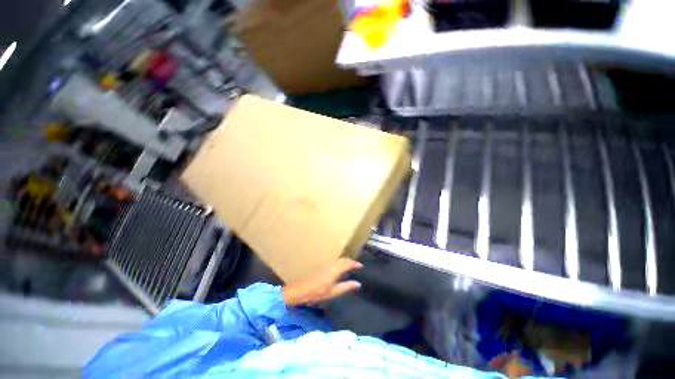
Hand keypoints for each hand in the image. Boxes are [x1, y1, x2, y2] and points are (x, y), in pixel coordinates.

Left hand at [283, 258, 362, 306]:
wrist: (302, 290)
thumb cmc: (319, 292)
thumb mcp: (334, 292)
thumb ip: (346, 287)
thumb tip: (358, 283)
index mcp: (335, 270)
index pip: (348, 263)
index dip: (355, 264)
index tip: (361, 266)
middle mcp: (332, 265)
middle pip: (343, 259)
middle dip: (351, 261)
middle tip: (356, 266)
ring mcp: (326, 265)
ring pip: (339, 260)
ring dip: (345, 261)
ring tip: (350, 266)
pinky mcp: (322, 267)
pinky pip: (335, 262)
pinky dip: (340, 263)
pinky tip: (340, 268)